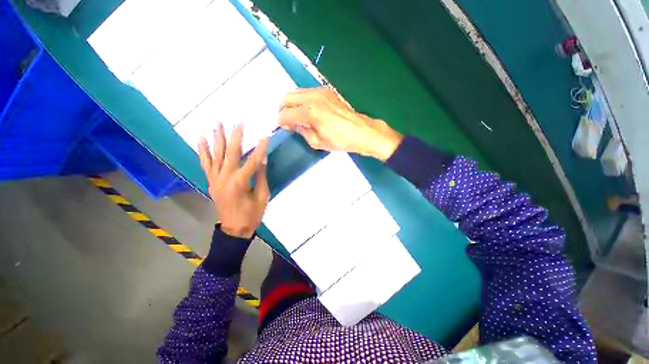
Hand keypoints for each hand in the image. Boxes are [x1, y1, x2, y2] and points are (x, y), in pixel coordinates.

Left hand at [198, 123, 269, 238]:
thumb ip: (260, 176)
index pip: (252, 162)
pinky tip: (202, 139)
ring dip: (217, 139)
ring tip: (217, 124)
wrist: (234, 229)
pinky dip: (203, 151)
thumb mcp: (262, 196)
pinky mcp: (211, 182)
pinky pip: (205, 164)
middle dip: (235, 137)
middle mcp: (224, 178)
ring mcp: (215, 180)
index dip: (260, 149)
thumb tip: (261, 159)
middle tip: (238, 123)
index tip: (265, 137)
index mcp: (239, 183)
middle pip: (230, 154)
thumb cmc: (252, 214)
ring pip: (215, 156)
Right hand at [278, 87, 402, 160]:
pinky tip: (307, 110)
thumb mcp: (318, 142)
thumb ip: (302, 131)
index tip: (279, 127)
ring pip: (296, 92)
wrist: (361, 131)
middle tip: (285, 120)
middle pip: (287, 97)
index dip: (279, 121)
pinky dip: (302, 99)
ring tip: (295, 115)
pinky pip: (307, 92)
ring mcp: (321, 91)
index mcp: (310, 112)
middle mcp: (313, 97)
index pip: (286, 114)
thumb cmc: (340, 140)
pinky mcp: (327, 91)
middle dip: (282, 109)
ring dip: (292, 103)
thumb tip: (292, 125)